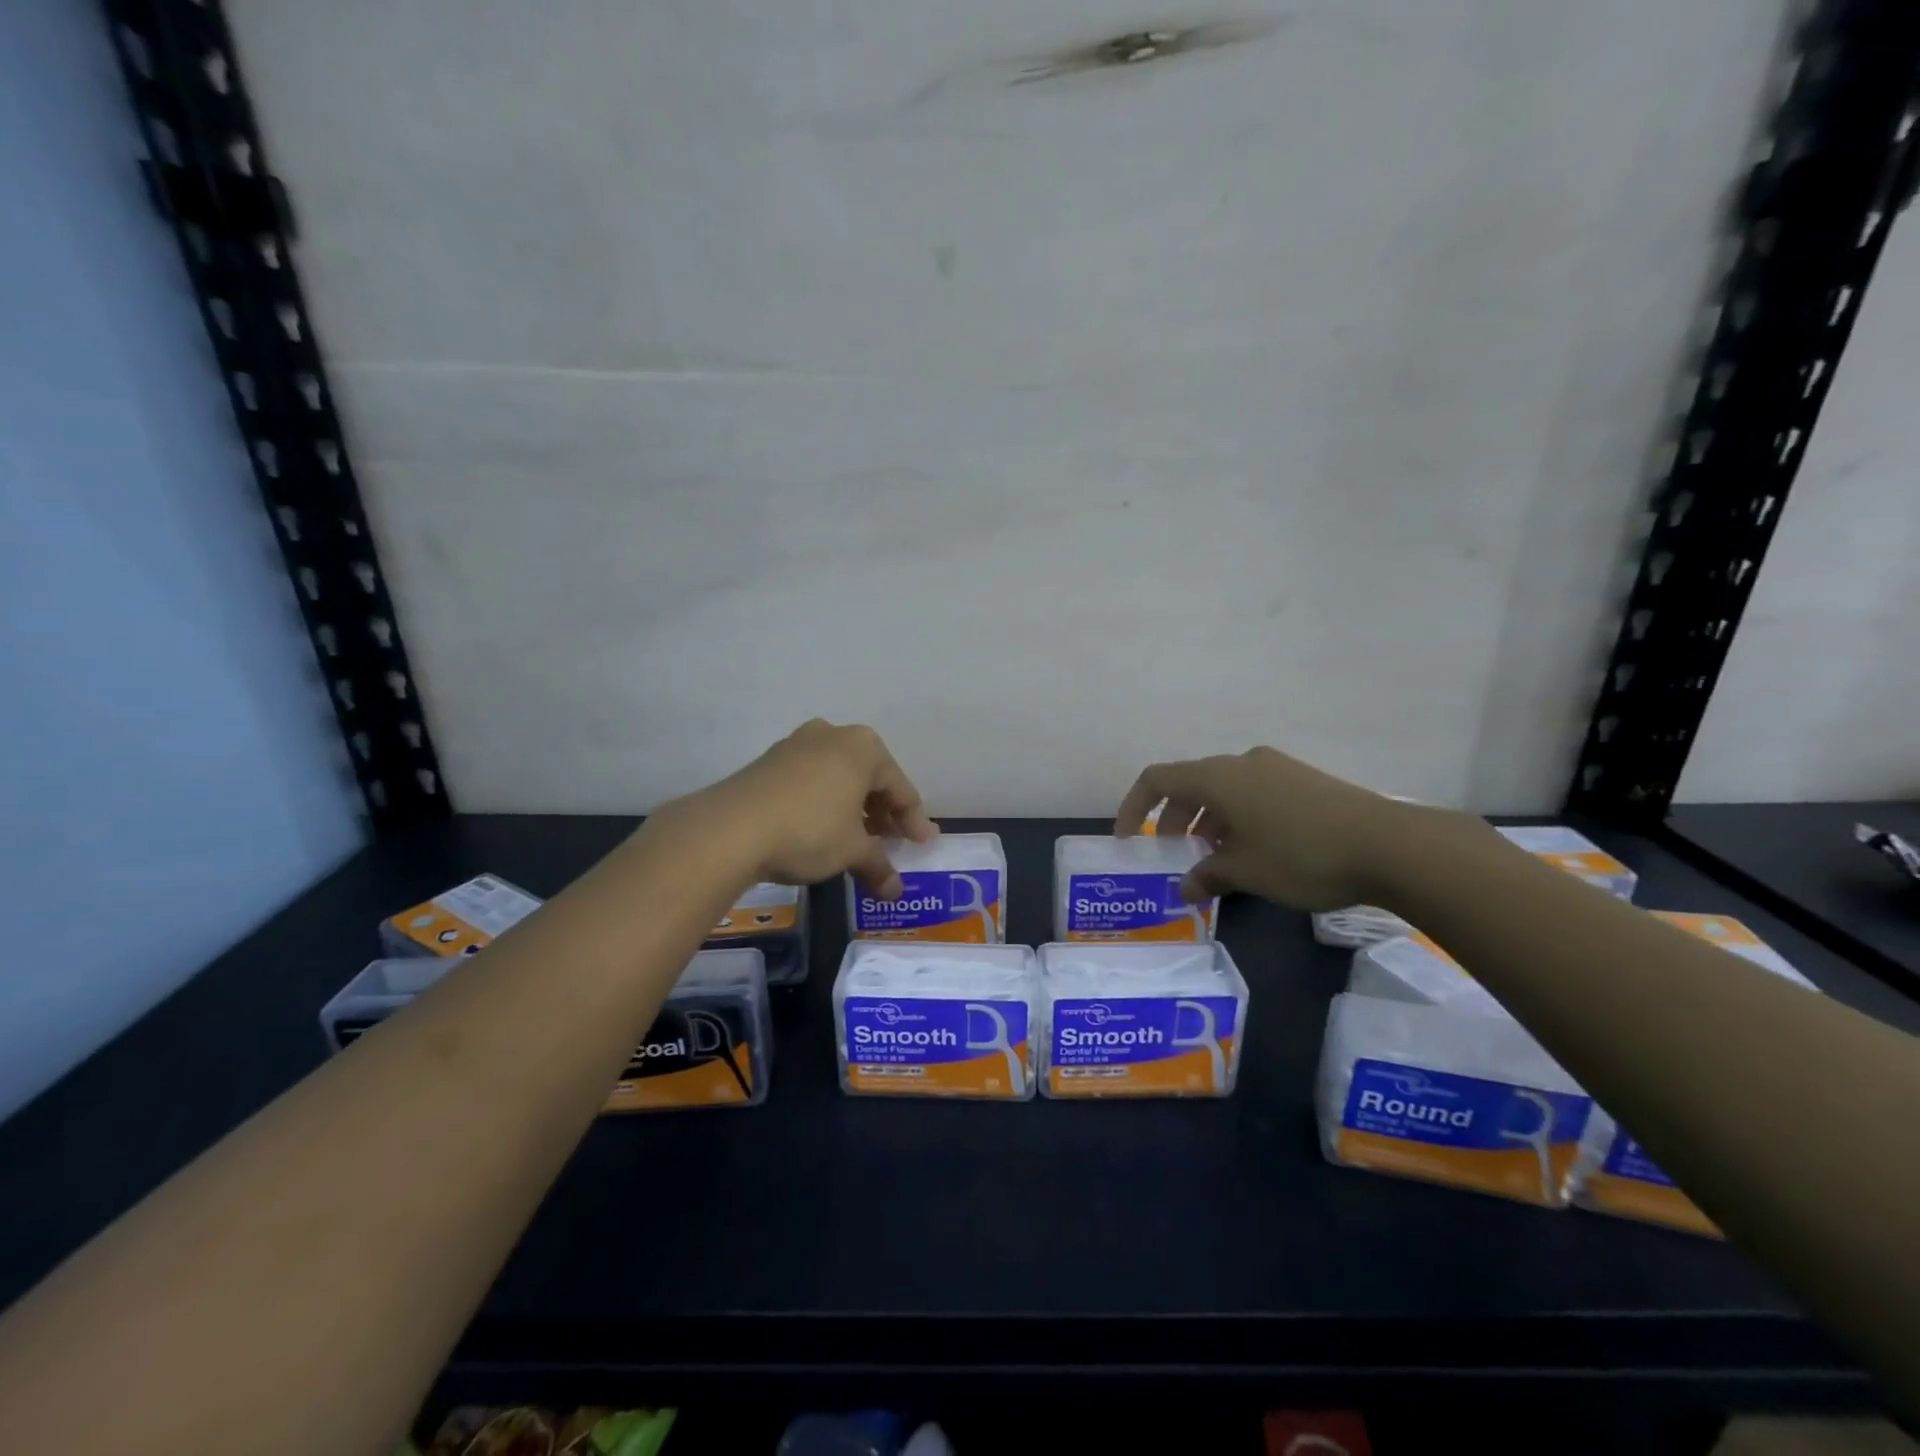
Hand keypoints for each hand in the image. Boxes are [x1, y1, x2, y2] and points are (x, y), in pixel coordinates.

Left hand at [676, 720, 936, 895]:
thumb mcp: (851, 851)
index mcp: (863, 747)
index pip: (900, 787)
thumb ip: (878, 866)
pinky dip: (825, 805)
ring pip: (838, 778)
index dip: (914, 820)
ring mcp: (797, 745)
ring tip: (858, 841)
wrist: (732, 828)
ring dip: (853, 809)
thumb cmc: (810, 829)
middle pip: (869, 778)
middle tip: (891, 842)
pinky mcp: (769, 762)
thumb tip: (895, 891)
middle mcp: (832, 736)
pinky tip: (823, 831)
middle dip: (882, 812)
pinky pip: (811, 782)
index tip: (923, 843)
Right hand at [1115, 747, 1417, 910]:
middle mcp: (1242, 763)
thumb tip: (1186, 888)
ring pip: (1224, 790)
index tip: (1127, 837)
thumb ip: (1207, 876)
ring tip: (1215, 859)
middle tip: (1174, 854)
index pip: (1157, 779)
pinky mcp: (1304, 780)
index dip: (1134, 806)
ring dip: (1208, 821)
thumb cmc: (1302, 855)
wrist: (1390, 845)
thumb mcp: (1246, 872)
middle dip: (1174, 819)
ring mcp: (1277, 768)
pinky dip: (1238, 818)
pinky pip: (1253, 793)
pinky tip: (1254, 851)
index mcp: (1218, 777)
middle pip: (1191, 784)